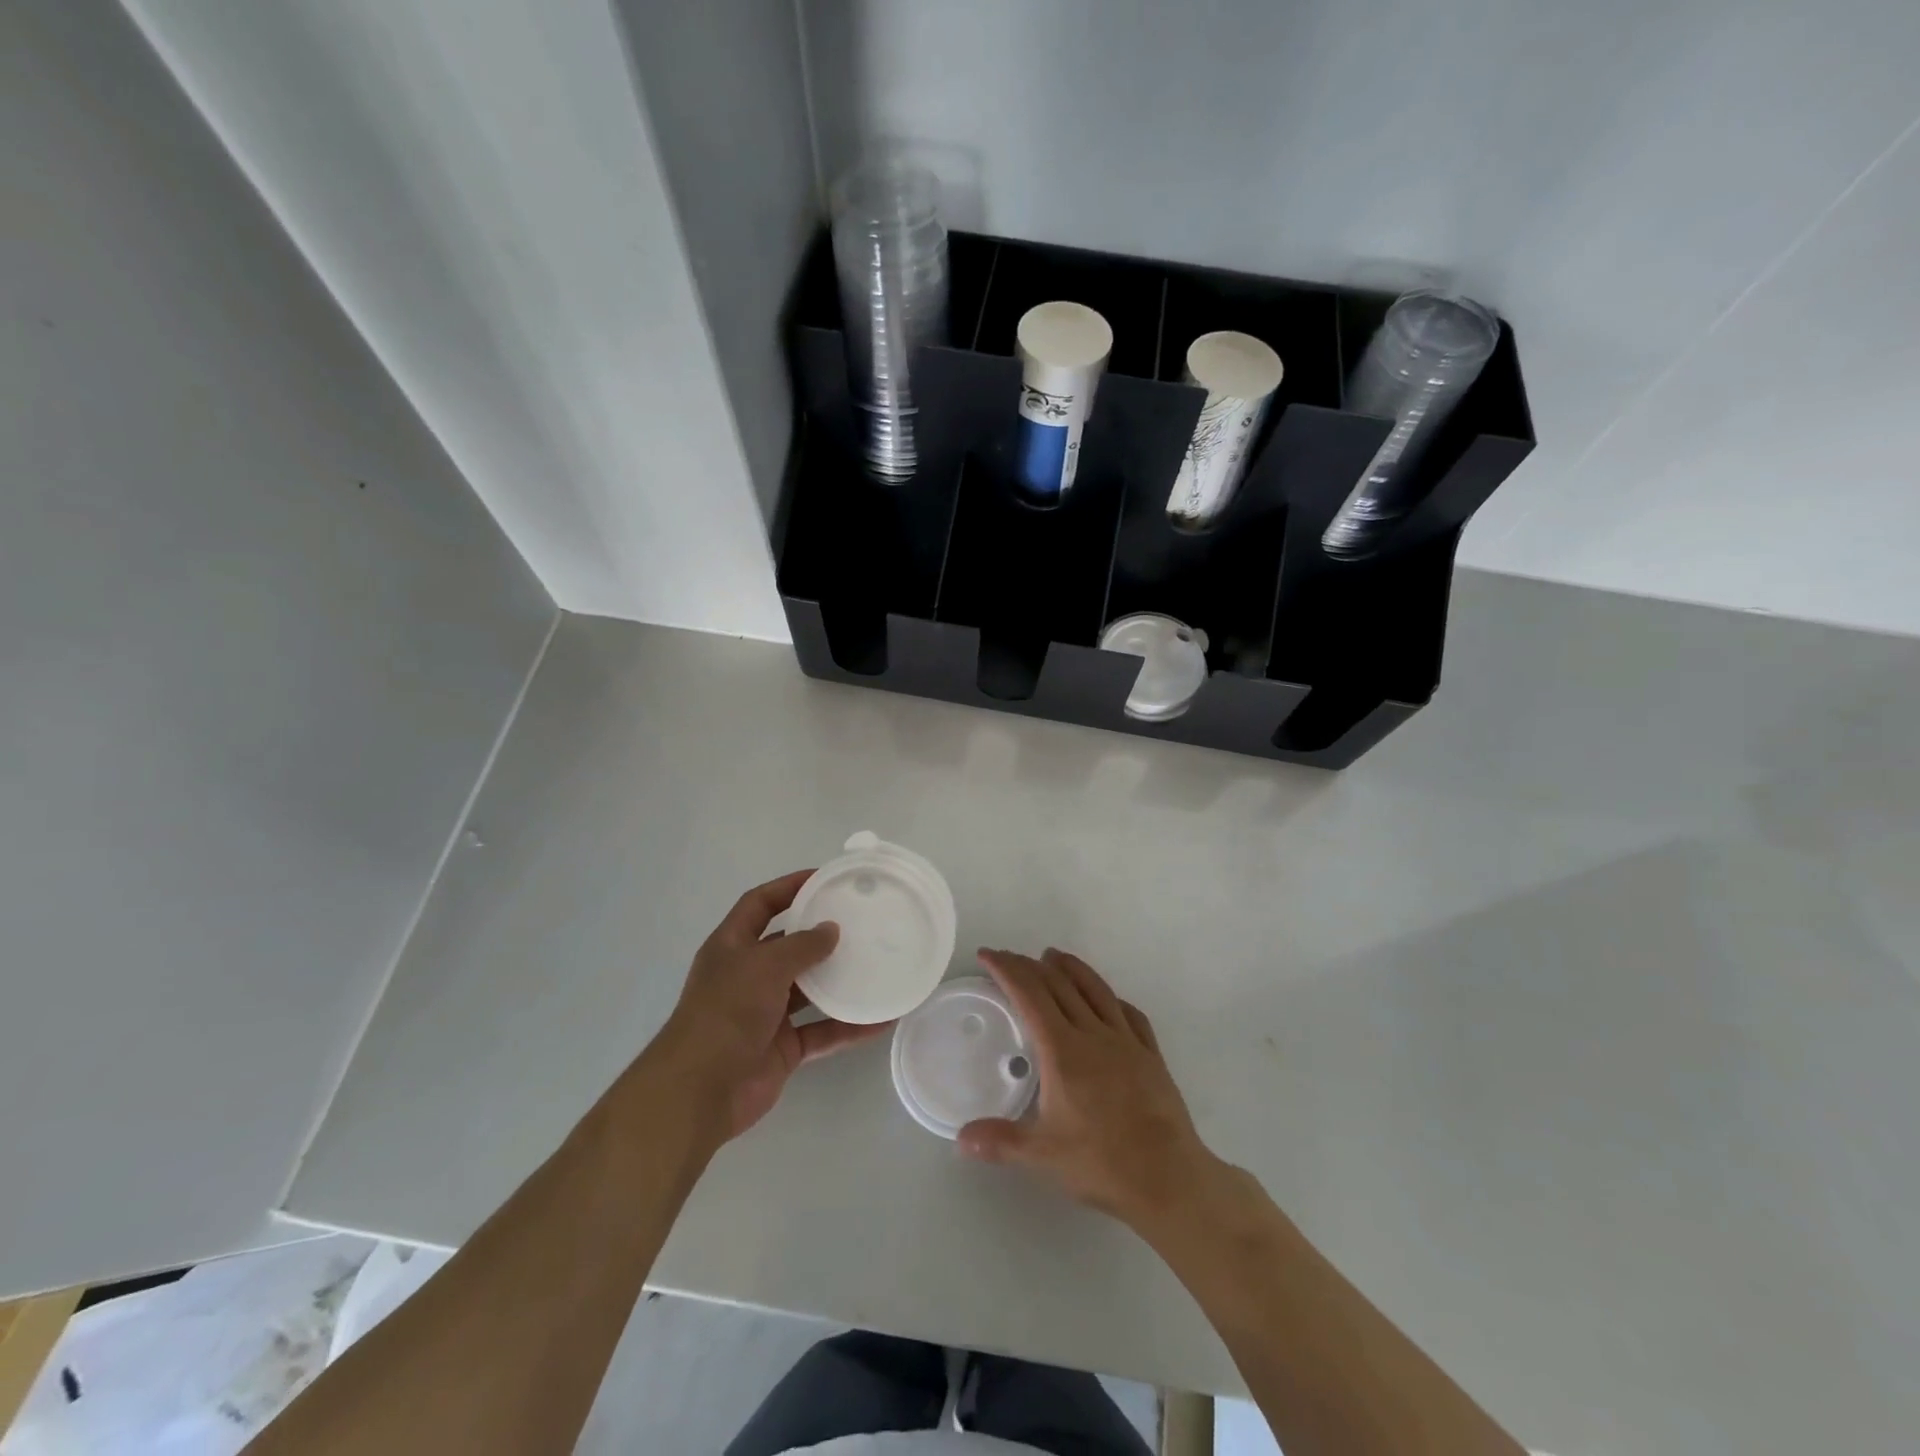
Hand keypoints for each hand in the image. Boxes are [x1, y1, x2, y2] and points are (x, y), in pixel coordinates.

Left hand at [650, 871, 890, 1142]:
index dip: (788, 887)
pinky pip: (822, 1030)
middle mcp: (748, 976)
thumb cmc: (726, 1012)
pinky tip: (881, 1019)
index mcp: (732, 947)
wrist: (701, 1091)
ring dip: (839, 980)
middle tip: (861, 922)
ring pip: (809, 989)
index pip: (759, 904)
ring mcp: (766, 1013)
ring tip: (877, 963)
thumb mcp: (764, 965)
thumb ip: (801, 945)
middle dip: (820, 935)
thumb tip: (831, 929)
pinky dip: (848, 1026)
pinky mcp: (783, 1047)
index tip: (824, 878)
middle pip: (788, 946)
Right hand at [958, 947, 1222, 1230]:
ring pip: (1095, 990)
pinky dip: (1110, 997)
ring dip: (1071, 968)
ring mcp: (1126, 1041)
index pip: (1030, 996)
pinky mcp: (1151, 1055)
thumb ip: (1000, 1142)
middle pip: (1059, 986)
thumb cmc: (1102, 1162)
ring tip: (1053, 955)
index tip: (988, 955)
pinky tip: (1108, 999)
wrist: (1168, 1177)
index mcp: (1063, 1051)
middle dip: (1029, 966)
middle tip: (1009, 957)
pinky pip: (1129, 1013)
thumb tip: (961, 1139)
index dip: (1007, 970)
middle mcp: (1093, 1034)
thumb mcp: (1042, 1156)